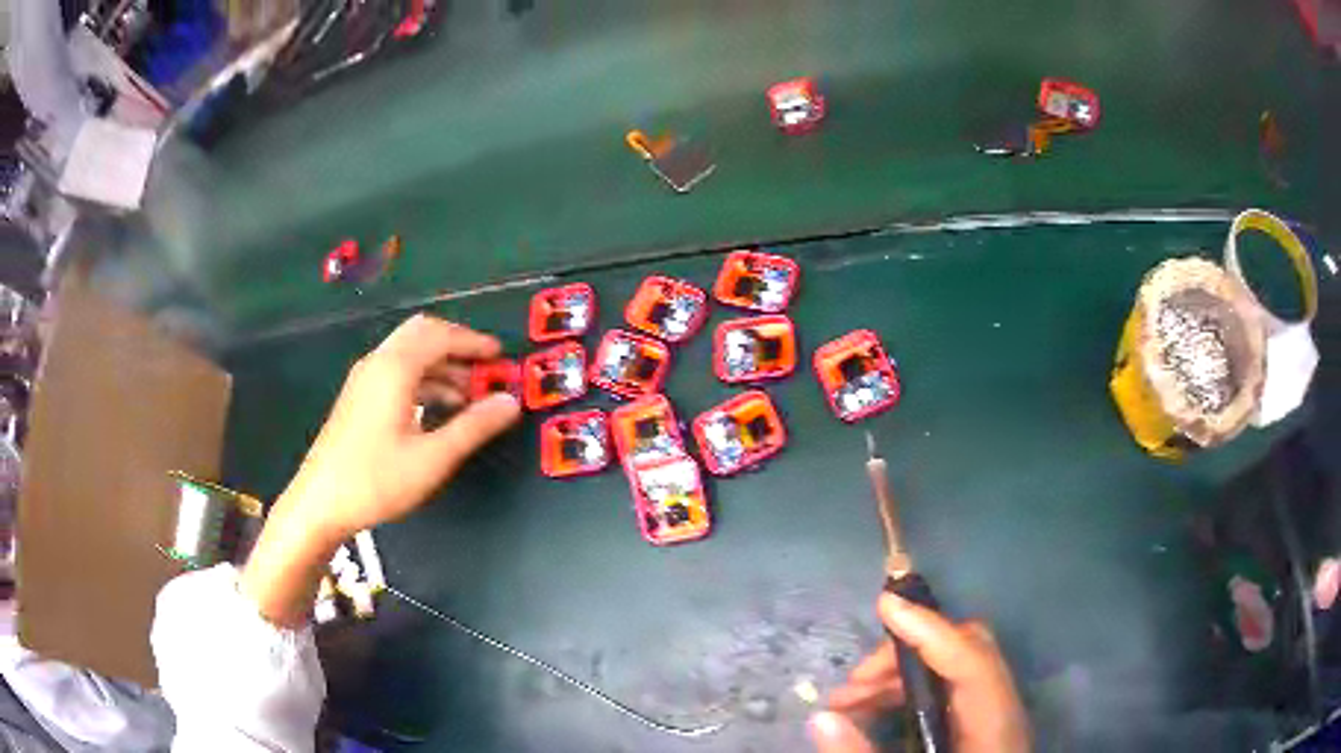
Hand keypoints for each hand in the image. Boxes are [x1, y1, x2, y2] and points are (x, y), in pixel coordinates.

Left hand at [280, 314, 521, 539]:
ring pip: (408, 354)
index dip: (474, 342)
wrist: (321, 503)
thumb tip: (510, 402)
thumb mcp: (433, 458)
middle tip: (485, 370)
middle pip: (422, 334)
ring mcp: (364, 380)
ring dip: (441, 365)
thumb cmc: (377, 480)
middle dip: (457, 347)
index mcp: (395, 368)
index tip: (502, 358)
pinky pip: (397, 372)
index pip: (440, 335)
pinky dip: (424, 379)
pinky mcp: (358, 398)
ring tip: (469, 396)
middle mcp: (378, 363)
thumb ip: (474, 426)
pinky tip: (438, 409)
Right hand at [809, 594, 1028, 752]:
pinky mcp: (979, 724)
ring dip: (901, 673)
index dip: (930, 628)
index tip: (885, 603)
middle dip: (907, 652)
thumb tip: (822, 719)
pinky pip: (948, 689)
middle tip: (854, 682)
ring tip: (849, 700)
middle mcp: (1002, 710)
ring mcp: (994, 715)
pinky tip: (874, 710)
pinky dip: (909, 690)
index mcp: (994, 725)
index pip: (971, 659)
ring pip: (955, 667)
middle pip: (968, 650)